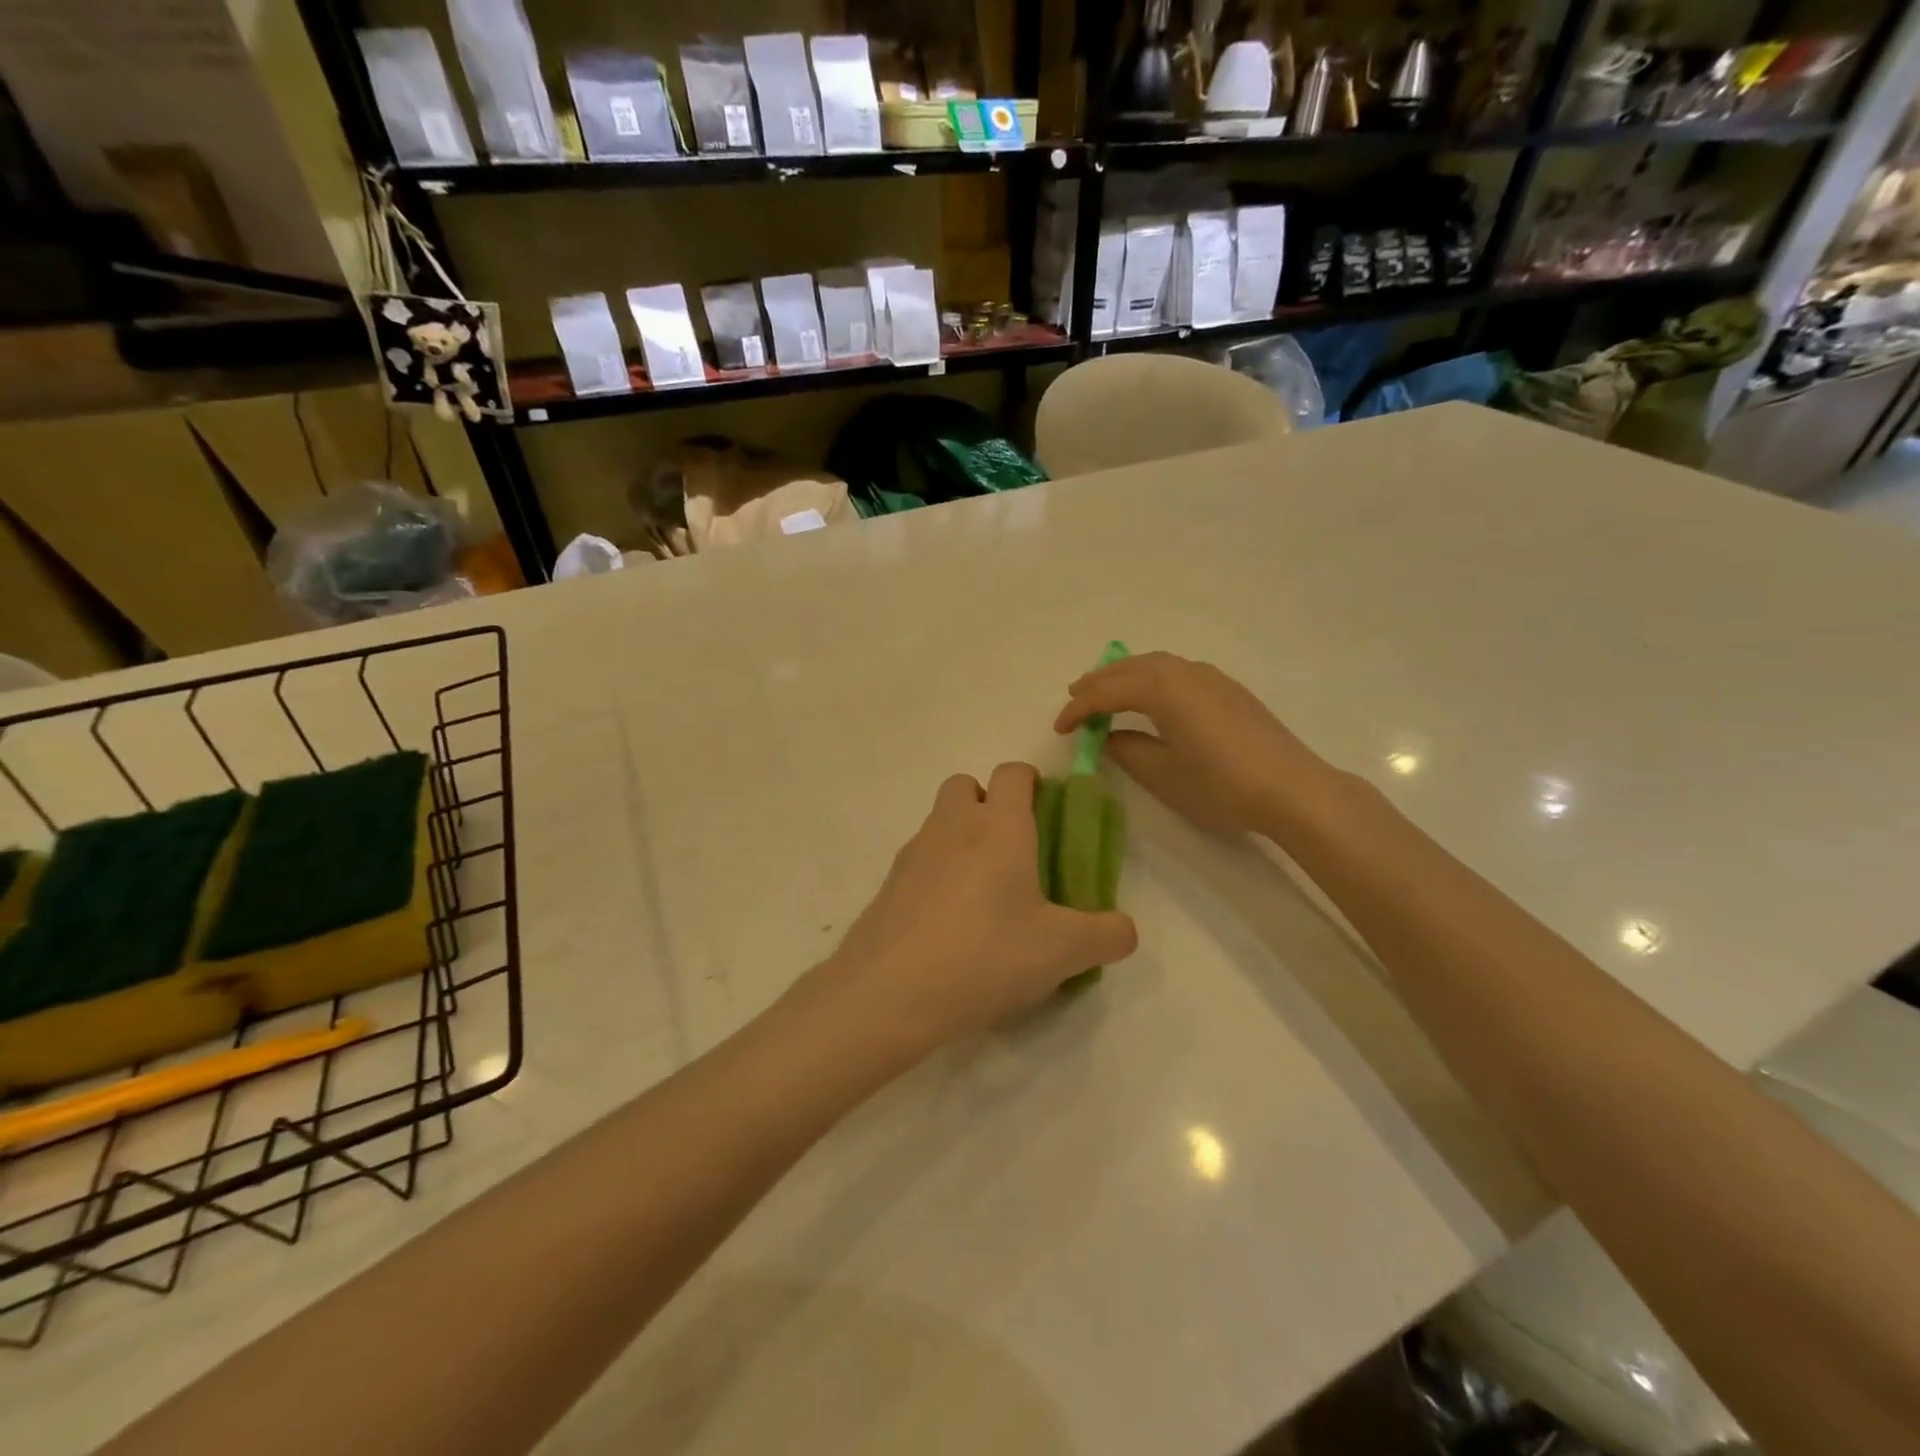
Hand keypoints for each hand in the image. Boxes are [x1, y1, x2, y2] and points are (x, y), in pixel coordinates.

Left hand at [815, 764, 1136, 1054]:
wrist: (890, 992)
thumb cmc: (986, 955)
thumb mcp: (1063, 952)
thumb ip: (1107, 935)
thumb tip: (1123, 929)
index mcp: (999, 827)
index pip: (1013, 773)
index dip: (1032, 783)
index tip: (1046, 815)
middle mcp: (953, 826)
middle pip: (966, 785)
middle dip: (988, 803)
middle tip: (1012, 853)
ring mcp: (913, 853)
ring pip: (939, 822)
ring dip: (960, 839)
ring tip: (982, 896)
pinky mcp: (888, 884)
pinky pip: (918, 861)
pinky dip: (935, 874)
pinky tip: (948, 924)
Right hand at [1054, 651, 1338, 837]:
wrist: (1293, 789)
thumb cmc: (1221, 785)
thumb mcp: (1163, 774)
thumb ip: (1128, 751)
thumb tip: (1109, 737)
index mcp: (1163, 689)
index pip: (1108, 693)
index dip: (1079, 710)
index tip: (1059, 729)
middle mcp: (1184, 672)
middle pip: (1130, 668)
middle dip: (1099, 682)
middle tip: (1074, 697)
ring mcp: (1211, 677)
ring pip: (1156, 664)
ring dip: (1125, 675)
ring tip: (1107, 691)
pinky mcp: (1229, 689)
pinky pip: (1178, 671)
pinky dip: (1152, 677)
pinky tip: (1153, 696)